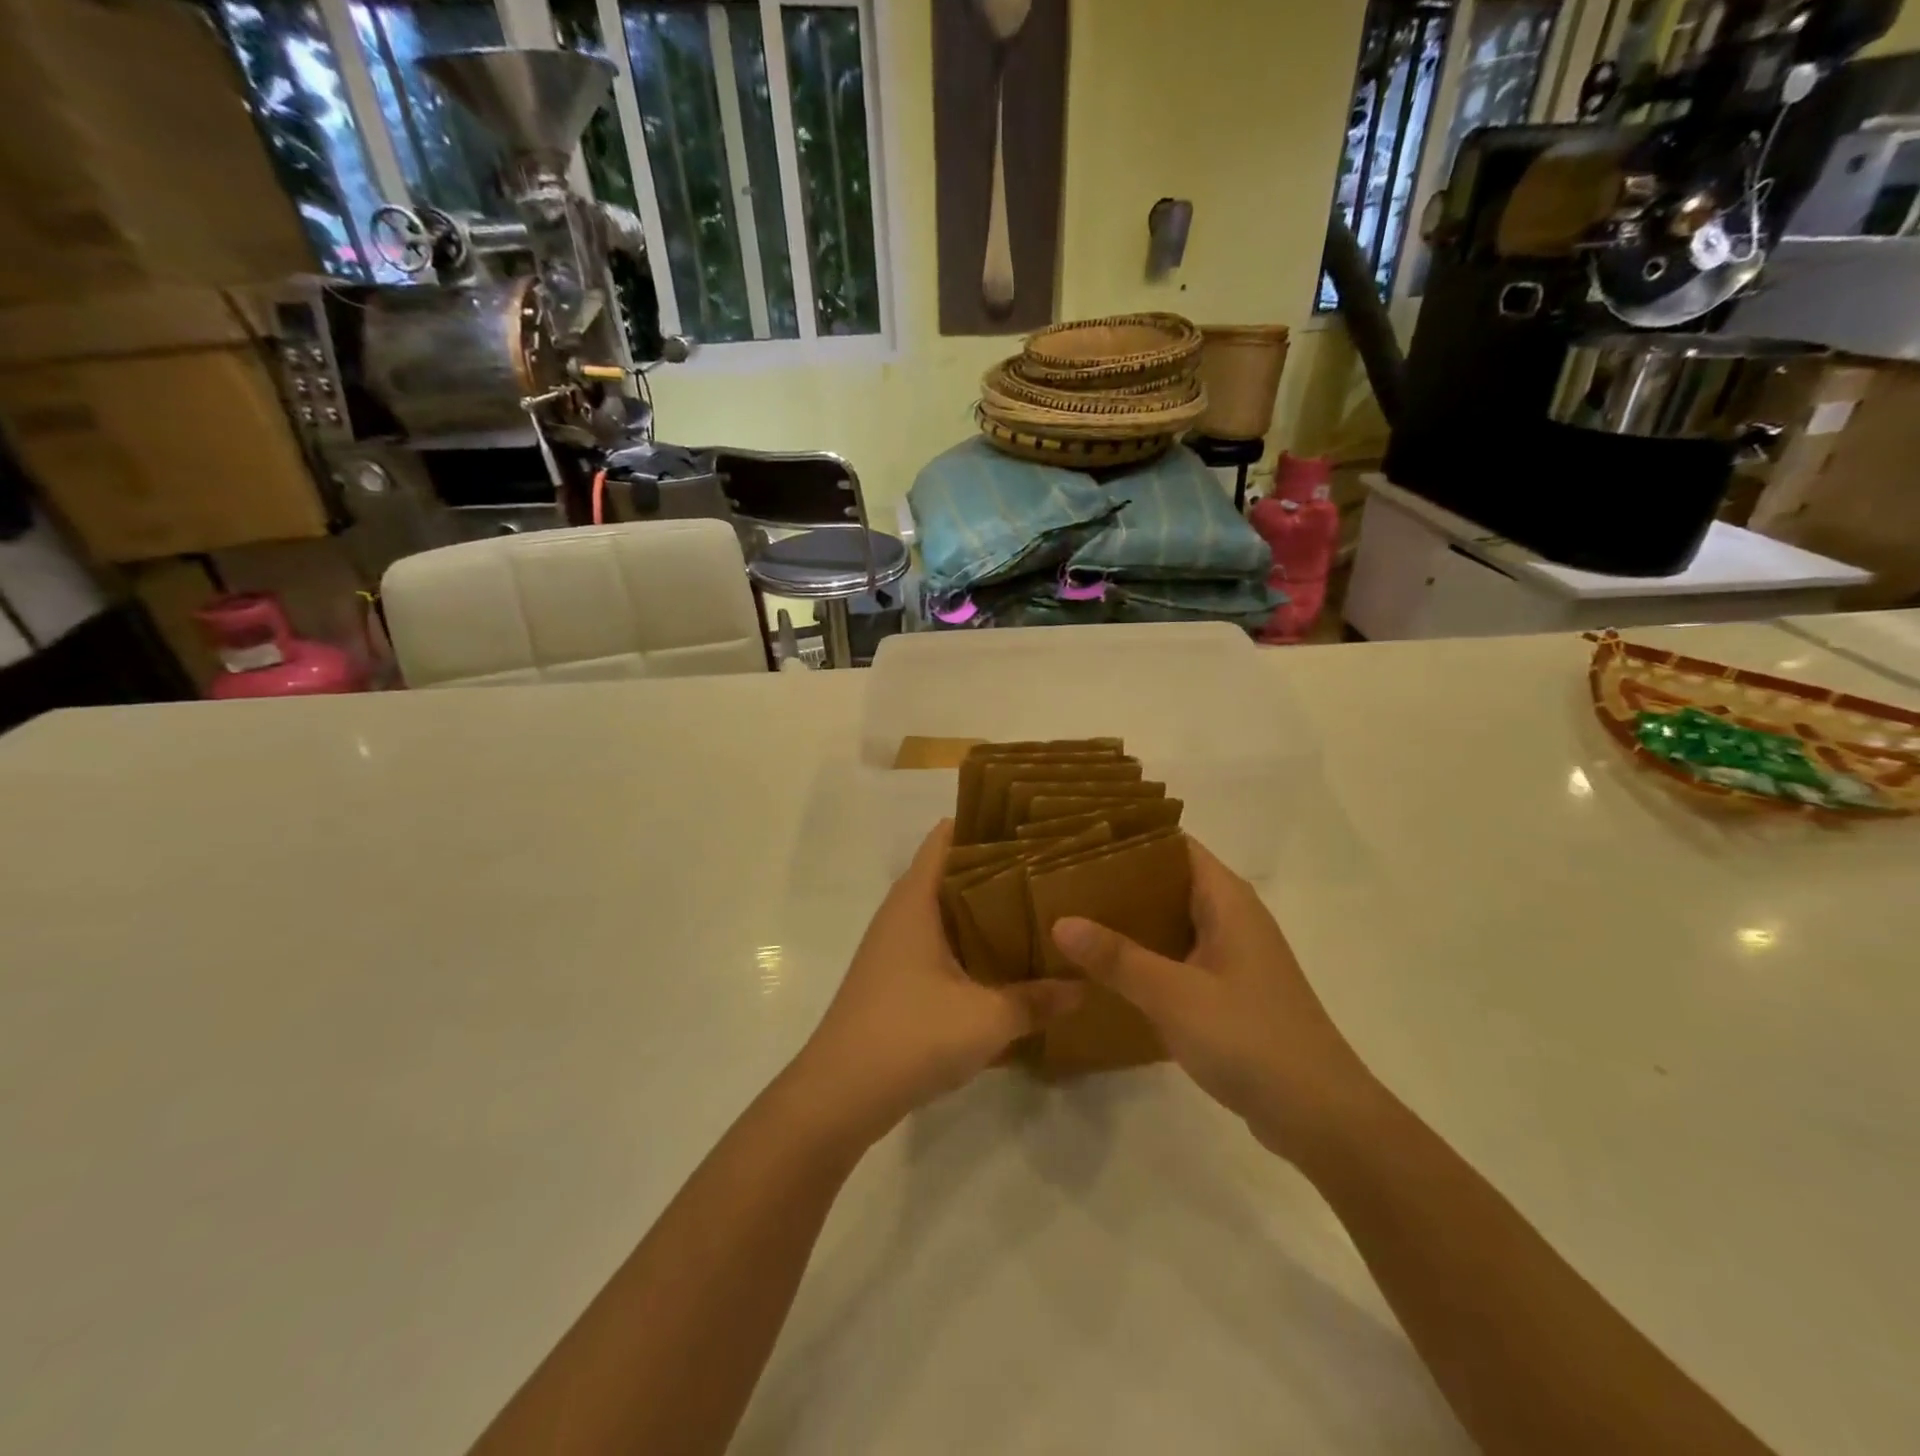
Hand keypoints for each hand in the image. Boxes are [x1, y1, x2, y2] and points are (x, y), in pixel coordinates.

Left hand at [792, 821, 1083, 1143]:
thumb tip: (1085, 987)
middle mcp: (903, 913)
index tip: (1033, 824)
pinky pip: (941, 944)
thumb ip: (1038, 1000)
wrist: (840, 1096)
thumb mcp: (986, 1018)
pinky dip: (972, 943)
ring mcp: (896, 947)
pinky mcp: (897, 978)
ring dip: (987, 910)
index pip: (948, 836)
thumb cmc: (910, 1036)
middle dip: (999, 867)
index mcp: (916, 899)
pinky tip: (1008, 962)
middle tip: (1053, 867)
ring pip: (948, 911)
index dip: (987, 823)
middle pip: (953, 871)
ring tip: (1041, 909)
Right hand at [1050, 836, 1373, 1160]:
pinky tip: (1107, 970)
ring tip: (1073, 918)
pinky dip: (1146, 956)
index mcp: (1227, 900)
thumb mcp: (1174, 994)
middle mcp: (1232, 918)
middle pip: (1169, 881)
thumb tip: (1060, 920)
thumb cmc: (1250, 1038)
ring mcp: (1233, 956)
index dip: (1130, 838)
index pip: (1175, 845)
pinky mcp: (1230, 991)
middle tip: (1062, 882)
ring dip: (1130, 921)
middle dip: (1119, 881)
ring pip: (1172, 922)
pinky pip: (1178, 957)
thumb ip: (1117, 957)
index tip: (1077, 841)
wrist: (1320, 1116)